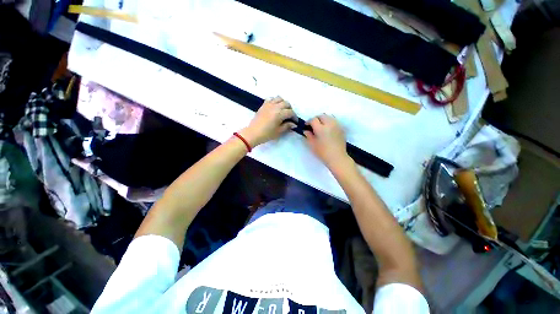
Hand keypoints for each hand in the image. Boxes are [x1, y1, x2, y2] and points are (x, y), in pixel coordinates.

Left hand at [239, 97, 296, 146]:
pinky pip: (271, 99)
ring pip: (279, 98)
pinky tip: (275, 107)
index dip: (294, 117)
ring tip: (283, 110)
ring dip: (283, 103)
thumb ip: (287, 126)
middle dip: (290, 109)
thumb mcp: (279, 131)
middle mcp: (275, 106)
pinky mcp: (263, 105)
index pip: (291, 112)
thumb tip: (294, 124)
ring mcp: (268, 104)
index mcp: (280, 114)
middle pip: (286, 103)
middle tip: (289, 116)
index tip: (295, 122)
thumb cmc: (267, 134)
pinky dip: (275, 101)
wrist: (253, 133)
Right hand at [304, 114, 349, 167]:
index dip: (309, 122)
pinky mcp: (341, 128)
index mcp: (321, 128)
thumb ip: (308, 136)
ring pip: (329, 116)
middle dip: (316, 119)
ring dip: (323, 119)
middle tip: (313, 126)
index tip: (307, 126)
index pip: (313, 120)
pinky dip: (330, 122)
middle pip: (322, 116)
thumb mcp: (312, 145)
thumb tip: (306, 130)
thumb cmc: (323, 152)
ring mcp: (337, 125)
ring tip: (321, 126)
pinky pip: (334, 121)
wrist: (337, 158)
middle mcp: (329, 124)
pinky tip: (328, 129)